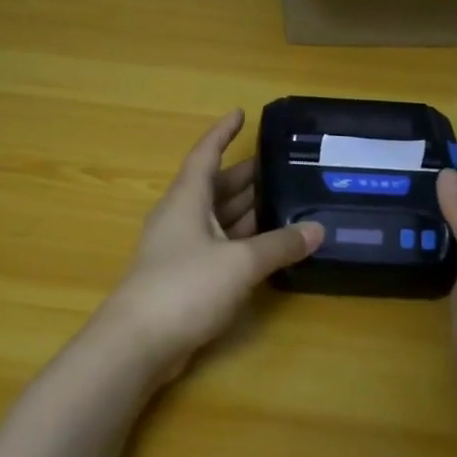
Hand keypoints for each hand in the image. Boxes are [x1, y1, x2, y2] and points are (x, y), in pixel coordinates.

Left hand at [100, 110, 322, 383]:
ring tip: (286, 201)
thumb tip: (318, 229)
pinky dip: (242, 242)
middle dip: (247, 175)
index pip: (206, 154)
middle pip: (216, 187)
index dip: (223, 133)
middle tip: (284, 166)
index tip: (241, 113)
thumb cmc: (185, 286)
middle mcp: (181, 217)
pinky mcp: (184, 278)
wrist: (138, 343)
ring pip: (219, 219)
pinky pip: (218, 247)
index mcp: (187, 199)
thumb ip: (280, 244)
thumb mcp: (240, 262)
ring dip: (248, 210)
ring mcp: (180, 249)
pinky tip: (267, 246)